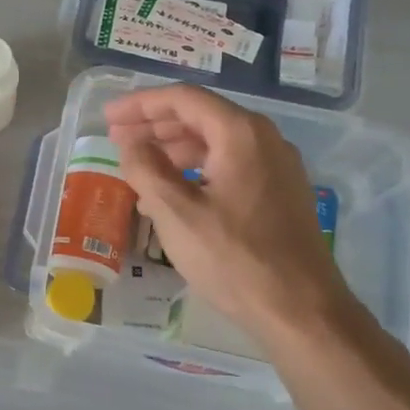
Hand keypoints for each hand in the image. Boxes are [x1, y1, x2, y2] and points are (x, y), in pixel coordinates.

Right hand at [105, 85, 361, 349]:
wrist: (301, 310)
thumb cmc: (233, 258)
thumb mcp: (175, 213)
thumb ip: (145, 168)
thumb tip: (131, 143)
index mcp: (240, 134)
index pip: (183, 99)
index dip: (140, 104)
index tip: (108, 117)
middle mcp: (264, 139)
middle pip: (201, 116)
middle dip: (155, 125)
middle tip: (117, 138)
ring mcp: (277, 167)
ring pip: (216, 143)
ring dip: (174, 149)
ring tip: (138, 167)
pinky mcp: (280, 193)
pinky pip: (230, 166)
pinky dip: (196, 170)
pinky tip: (172, 194)